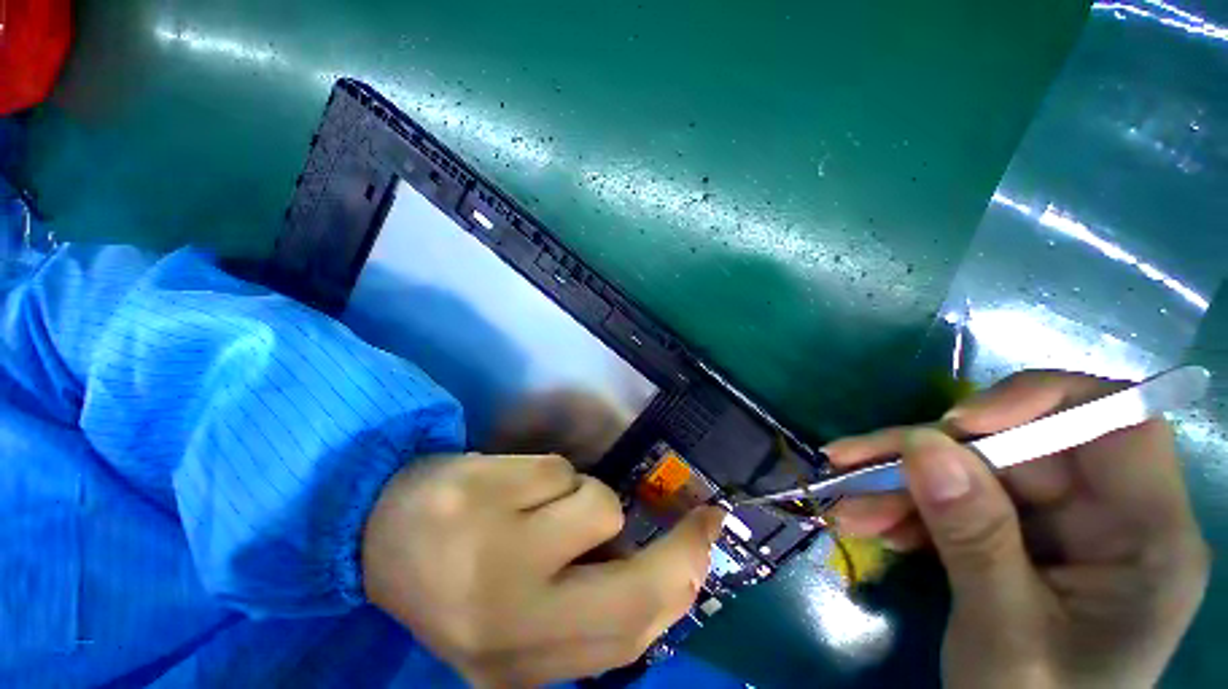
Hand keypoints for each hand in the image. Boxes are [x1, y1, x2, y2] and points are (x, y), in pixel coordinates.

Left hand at [361, 453, 724, 686]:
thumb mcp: (524, 614)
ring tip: (540, 505)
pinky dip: (548, 473)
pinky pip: (558, 470)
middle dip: (680, 546)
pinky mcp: (480, 494)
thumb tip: (663, 572)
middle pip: (632, 587)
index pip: (631, 635)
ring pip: (596, 504)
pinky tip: (509, 486)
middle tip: (700, 515)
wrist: (380, 534)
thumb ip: (589, 605)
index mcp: (522, 661)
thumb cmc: (461, 575)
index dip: (684, 586)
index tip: (710, 545)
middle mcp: (510, 622)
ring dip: (583, 498)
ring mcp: (491, 553)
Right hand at [828, 371, 1209, 688]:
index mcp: (1148, 540)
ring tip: (846, 505)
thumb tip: (923, 446)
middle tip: (852, 461)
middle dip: (928, 454)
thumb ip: (974, 539)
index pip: (1117, 423)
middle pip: (1017, 447)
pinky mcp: (1018, 537)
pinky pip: (957, 502)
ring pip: (974, 472)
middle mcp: (1108, 517)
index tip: (956, 423)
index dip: (1040, 402)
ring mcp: (1060, 527)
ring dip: (902, 485)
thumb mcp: (1005, 634)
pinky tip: (869, 525)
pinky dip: (908, 511)